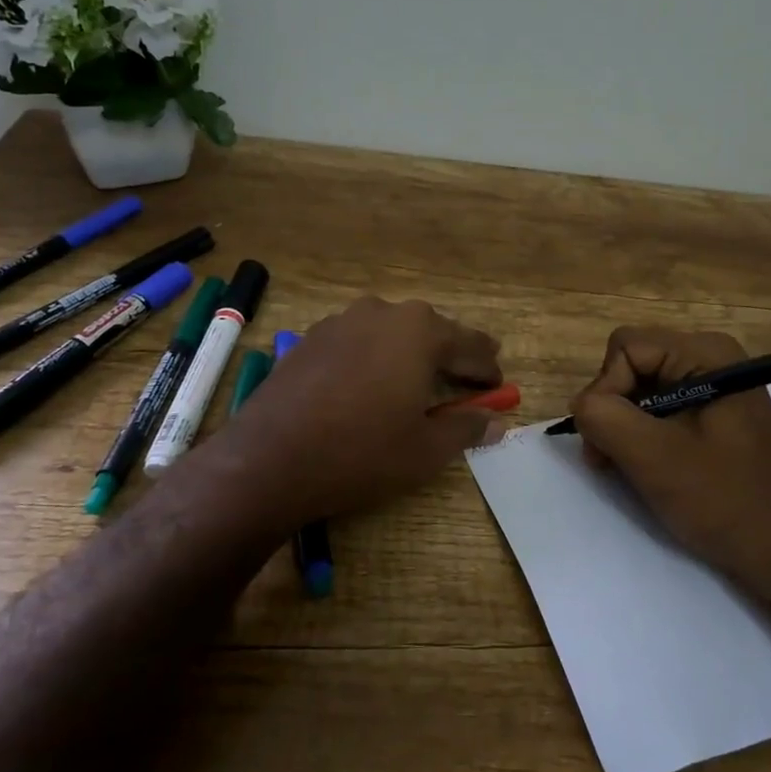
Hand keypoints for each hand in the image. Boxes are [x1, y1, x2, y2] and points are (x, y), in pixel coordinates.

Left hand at [224, 298, 504, 529]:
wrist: (269, 459)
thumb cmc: (361, 452)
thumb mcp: (426, 449)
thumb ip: (466, 428)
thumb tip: (497, 422)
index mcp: (420, 331)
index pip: (470, 346)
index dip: (488, 368)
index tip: (501, 386)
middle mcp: (383, 312)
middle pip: (432, 331)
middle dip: (454, 354)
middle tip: (472, 373)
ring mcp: (342, 321)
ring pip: (393, 332)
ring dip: (413, 352)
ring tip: (423, 377)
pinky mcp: (312, 338)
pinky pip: (360, 341)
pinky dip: (377, 356)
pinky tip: (373, 382)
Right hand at [569, 326, 770, 603]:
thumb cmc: (728, 501)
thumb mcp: (654, 457)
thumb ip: (603, 417)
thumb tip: (581, 405)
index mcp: (706, 354)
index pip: (625, 347)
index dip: (604, 389)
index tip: (605, 442)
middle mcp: (712, 360)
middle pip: (633, 365)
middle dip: (613, 410)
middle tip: (608, 461)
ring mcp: (716, 390)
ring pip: (643, 391)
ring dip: (625, 429)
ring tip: (628, 471)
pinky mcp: (717, 419)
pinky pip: (663, 412)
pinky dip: (645, 438)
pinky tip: (650, 471)